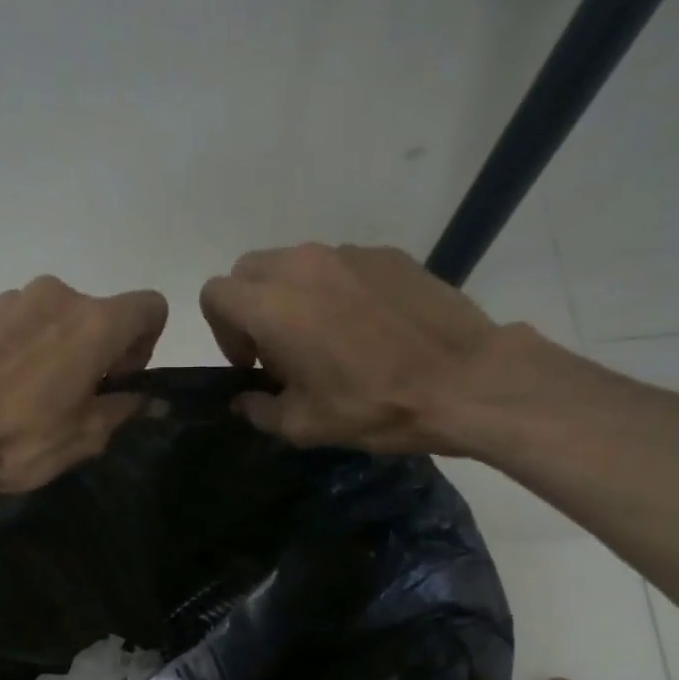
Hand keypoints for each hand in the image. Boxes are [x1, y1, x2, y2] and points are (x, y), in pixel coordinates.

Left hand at [0, 276, 167, 494]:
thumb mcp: (84, 438)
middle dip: (94, 349)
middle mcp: (56, 294)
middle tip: (70, 397)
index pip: (150, 307)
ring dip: (50, 345)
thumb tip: (152, 400)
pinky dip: (12, 345)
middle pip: (95, 313)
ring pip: (49, 316)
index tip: (118, 381)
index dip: (145, 344)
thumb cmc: (21, 440)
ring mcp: (8, 297)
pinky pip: (9, 322)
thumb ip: (124, 409)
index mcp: (95, 323)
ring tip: (22, 394)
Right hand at [199, 243, 562, 456]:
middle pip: (250, 271)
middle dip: (250, 309)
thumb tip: (243, 400)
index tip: (251, 365)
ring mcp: (348, 254)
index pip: (215, 294)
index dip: (222, 332)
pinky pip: (339, 266)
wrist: (463, 381)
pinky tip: (366, 331)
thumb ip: (259, 410)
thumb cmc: (372, 406)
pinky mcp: (386, 255)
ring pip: (295, 265)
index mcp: (273, 305)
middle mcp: (303, 265)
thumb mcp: (304, 425)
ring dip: (292, 299)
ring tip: (325, 342)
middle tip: (279, 352)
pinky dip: (334, 292)